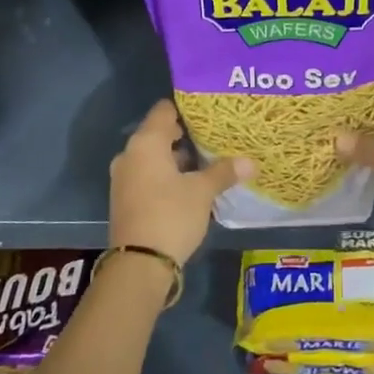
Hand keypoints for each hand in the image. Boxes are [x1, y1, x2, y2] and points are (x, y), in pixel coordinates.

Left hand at [108, 100, 251, 264]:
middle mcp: (129, 154)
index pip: (164, 111)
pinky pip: (147, 175)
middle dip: (184, 135)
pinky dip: (165, 175)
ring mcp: (124, 178)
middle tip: (213, 136)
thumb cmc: (171, 215)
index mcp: (145, 143)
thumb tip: (250, 161)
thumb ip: (224, 172)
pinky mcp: (125, 198)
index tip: (208, 112)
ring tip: (206, 161)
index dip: (186, 108)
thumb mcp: (202, 192)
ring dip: (176, 158)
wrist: (139, 264)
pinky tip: (188, 185)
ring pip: (153, 157)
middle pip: (158, 133)